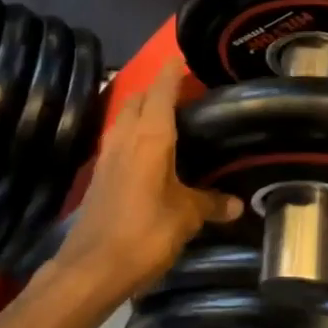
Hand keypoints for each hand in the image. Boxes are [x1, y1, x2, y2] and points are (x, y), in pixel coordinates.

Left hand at [58, 60, 240, 296]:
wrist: (91, 268)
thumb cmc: (144, 233)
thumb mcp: (185, 217)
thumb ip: (210, 204)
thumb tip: (237, 203)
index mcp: (150, 137)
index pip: (161, 91)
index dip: (172, 73)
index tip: (181, 58)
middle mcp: (125, 138)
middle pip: (137, 99)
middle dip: (156, 89)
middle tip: (183, 95)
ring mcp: (108, 156)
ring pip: (124, 118)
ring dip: (142, 111)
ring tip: (168, 120)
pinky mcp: (99, 176)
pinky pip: (119, 140)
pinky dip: (134, 134)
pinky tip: (150, 153)